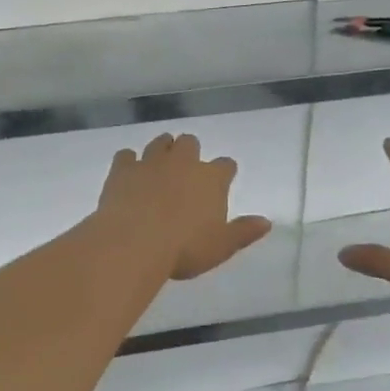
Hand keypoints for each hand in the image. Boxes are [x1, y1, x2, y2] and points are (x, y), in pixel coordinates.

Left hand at [95, 133, 272, 280]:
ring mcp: (150, 162)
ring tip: (160, 164)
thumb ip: (244, 232)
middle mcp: (183, 162)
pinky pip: (126, 155)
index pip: (226, 165)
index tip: (223, 180)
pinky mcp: (123, 169)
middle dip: (190, 152)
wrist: (134, 242)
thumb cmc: (184, 248)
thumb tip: (266, 222)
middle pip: (190, 142)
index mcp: (211, 179)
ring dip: (162, 149)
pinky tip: (128, 173)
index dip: (225, 171)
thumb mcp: (221, 246)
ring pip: (160, 142)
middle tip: (186, 170)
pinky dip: (129, 162)